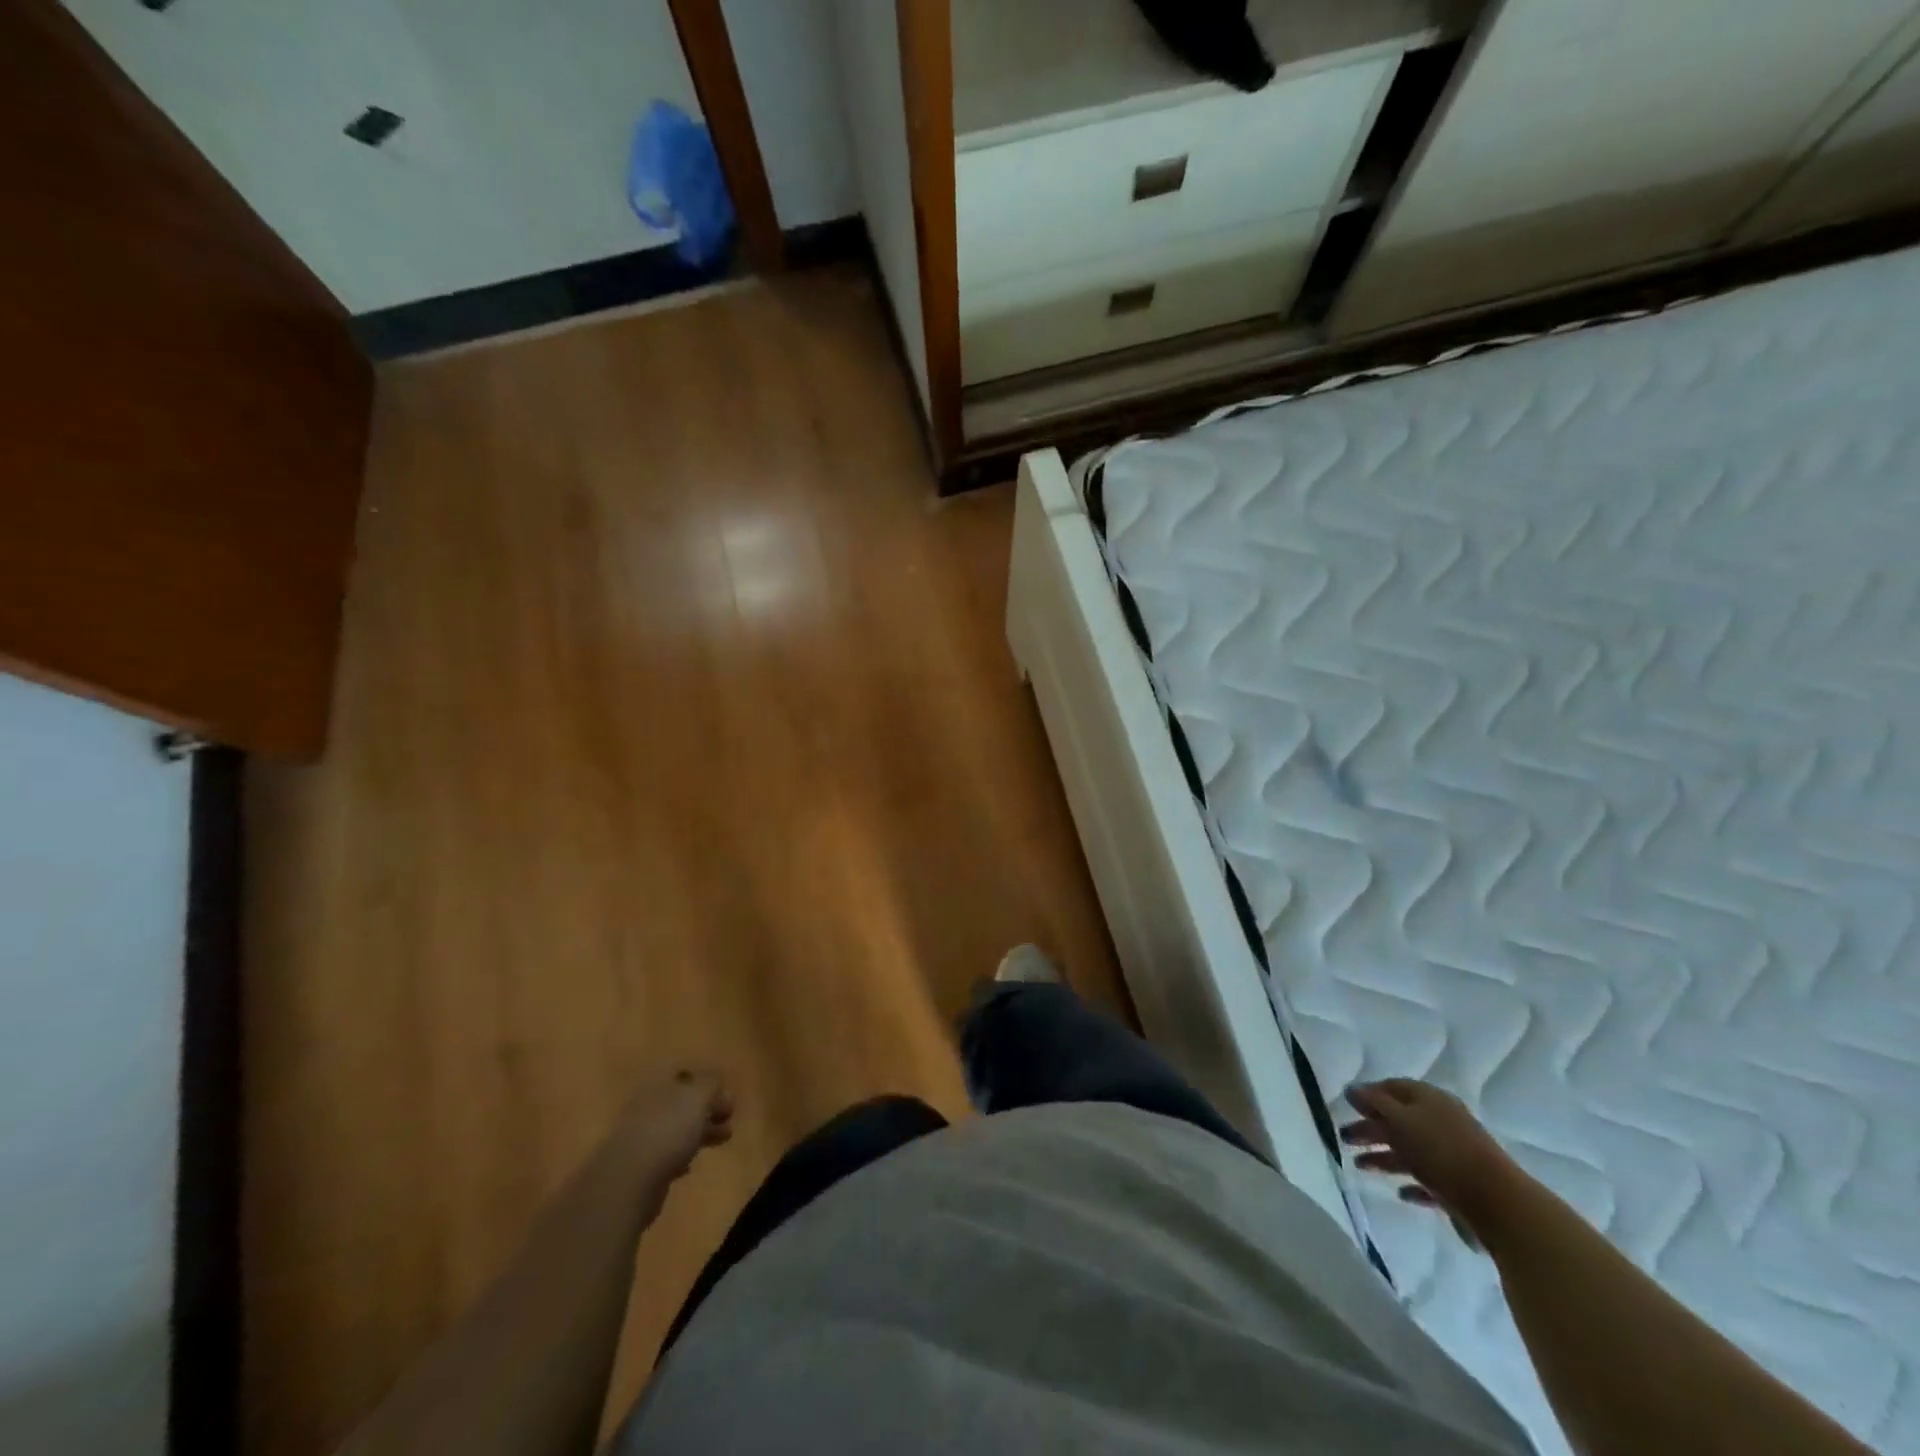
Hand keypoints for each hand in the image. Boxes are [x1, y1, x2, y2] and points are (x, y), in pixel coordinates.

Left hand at [618, 1068, 733, 1182]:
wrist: (629, 1181)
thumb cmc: (668, 1130)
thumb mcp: (698, 1097)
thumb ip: (711, 1084)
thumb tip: (716, 1081)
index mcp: (657, 1083)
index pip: (684, 1074)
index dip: (708, 1083)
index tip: (727, 1097)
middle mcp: (645, 1105)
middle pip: (681, 1102)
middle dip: (707, 1109)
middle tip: (729, 1119)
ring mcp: (639, 1136)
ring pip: (675, 1128)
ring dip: (699, 1132)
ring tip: (721, 1141)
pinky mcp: (637, 1167)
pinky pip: (665, 1155)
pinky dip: (680, 1156)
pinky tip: (690, 1165)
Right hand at [1340, 1079, 1522, 1249]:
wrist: (1498, 1204)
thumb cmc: (1441, 1151)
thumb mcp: (1400, 1119)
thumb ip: (1373, 1103)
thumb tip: (1351, 1089)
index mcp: (1430, 1099)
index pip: (1393, 1087)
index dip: (1368, 1094)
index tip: (1346, 1104)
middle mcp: (1442, 1122)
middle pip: (1398, 1120)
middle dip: (1370, 1128)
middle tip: (1344, 1138)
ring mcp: (1452, 1156)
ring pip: (1410, 1152)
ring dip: (1384, 1157)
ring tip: (1359, 1166)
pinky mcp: (1459, 1187)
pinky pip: (1428, 1182)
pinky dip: (1411, 1184)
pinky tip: (1399, 1192)